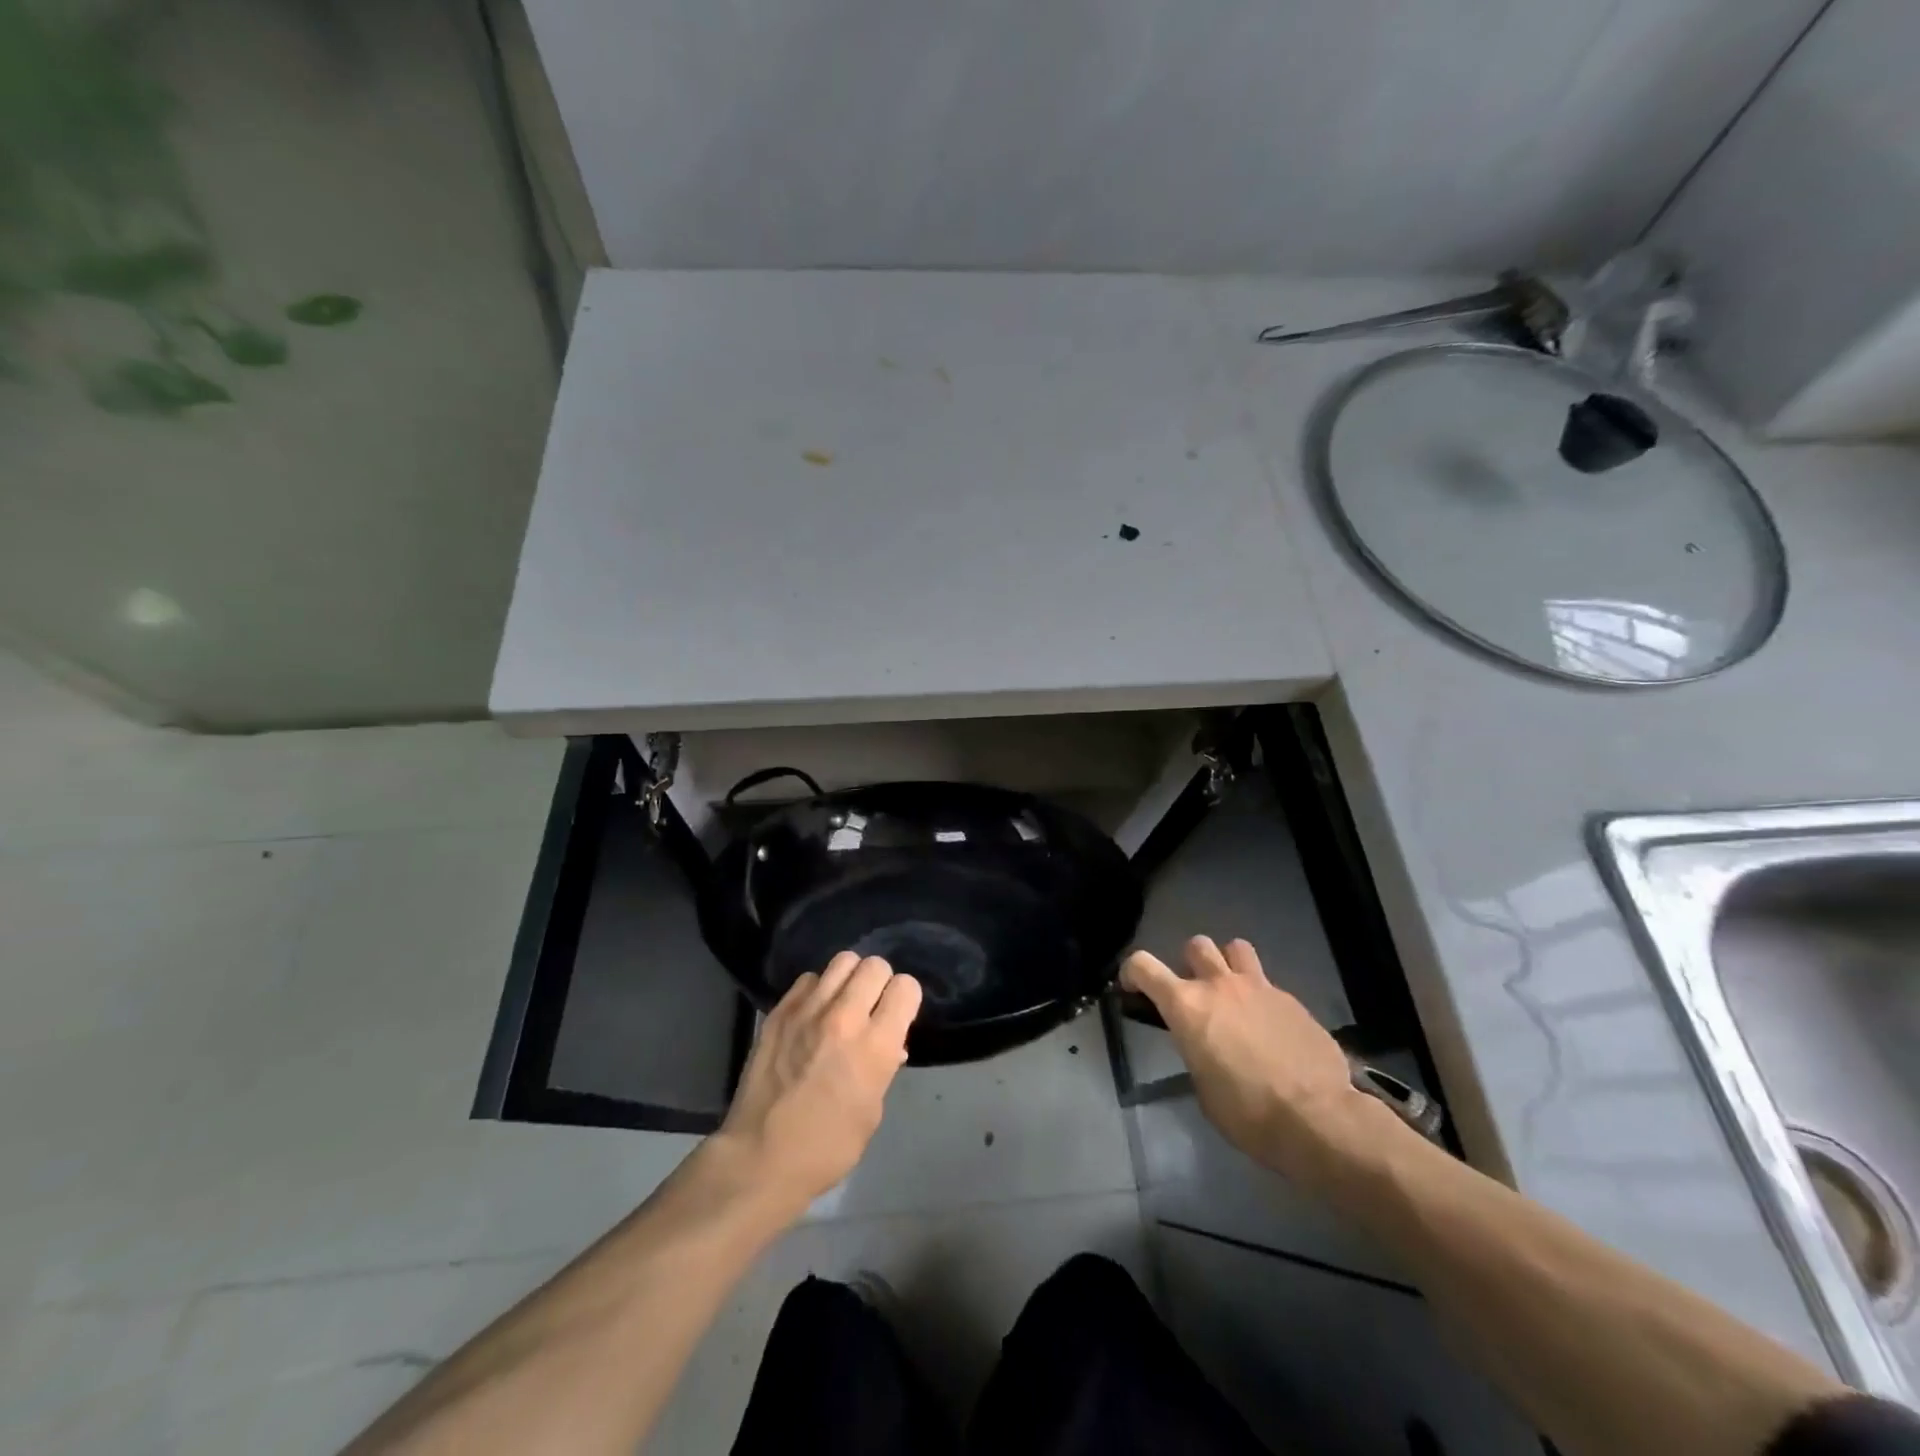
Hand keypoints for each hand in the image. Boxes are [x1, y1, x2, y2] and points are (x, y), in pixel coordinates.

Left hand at [716, 953, 921, 1214]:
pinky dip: (818, 990)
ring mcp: (807, 1010)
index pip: (906, 987)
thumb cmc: (827, 1147)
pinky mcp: (779, 1011)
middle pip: (875, 965)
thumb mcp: (872, 1111)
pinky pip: (809, 979)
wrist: (760, 1158)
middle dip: (880, 982)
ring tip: (844, 1002)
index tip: (898, 1015)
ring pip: (842, 961)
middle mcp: (844, 1017)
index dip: (905, 999)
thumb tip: (890, 1044)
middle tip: (872, 1006)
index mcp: (875, 1045)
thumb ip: (884, 1066)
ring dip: (850, 979)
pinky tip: (814, 1013)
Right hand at [1122, 936, 1388, 1188]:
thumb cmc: (1247, 1113)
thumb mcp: (1203, 1089)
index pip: (1143, 965)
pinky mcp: (1292, 1000)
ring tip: (1234, 993)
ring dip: (1229, 964)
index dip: (1132, 972)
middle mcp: (1219, 985)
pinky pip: (1269, 984)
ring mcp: (1259, 987)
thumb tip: (1204, 1047)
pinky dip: (1262, 998)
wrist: (1318, 1119)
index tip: (1133, 988)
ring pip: (1236, 947)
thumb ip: (1196, 1053)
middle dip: (1190, 963)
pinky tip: (1272, 1028)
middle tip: (1196, 993)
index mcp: (1186, 1006)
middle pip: (1196, 945)